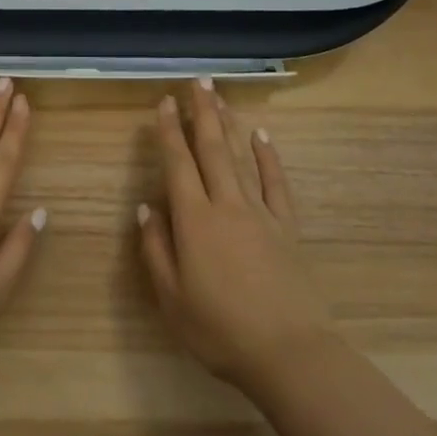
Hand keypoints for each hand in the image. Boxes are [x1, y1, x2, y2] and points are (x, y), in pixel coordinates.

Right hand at [138, 79, 330, 393]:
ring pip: (240, 157)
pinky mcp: (287, 227)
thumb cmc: (220, 331)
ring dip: (228, 124)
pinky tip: (261, 136)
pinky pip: (276, 183)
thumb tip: (146, 207)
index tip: (165, 102)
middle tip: (197, 81)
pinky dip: (268, 157)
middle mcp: (226, 205)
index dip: (169, 131)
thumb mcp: (172, 299)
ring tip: (220, 96)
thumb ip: (156, 250)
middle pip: (211, 148)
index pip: (178, 164)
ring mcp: (260, 213)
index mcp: (194, 220)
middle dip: (202, 112)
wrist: (290, 354)